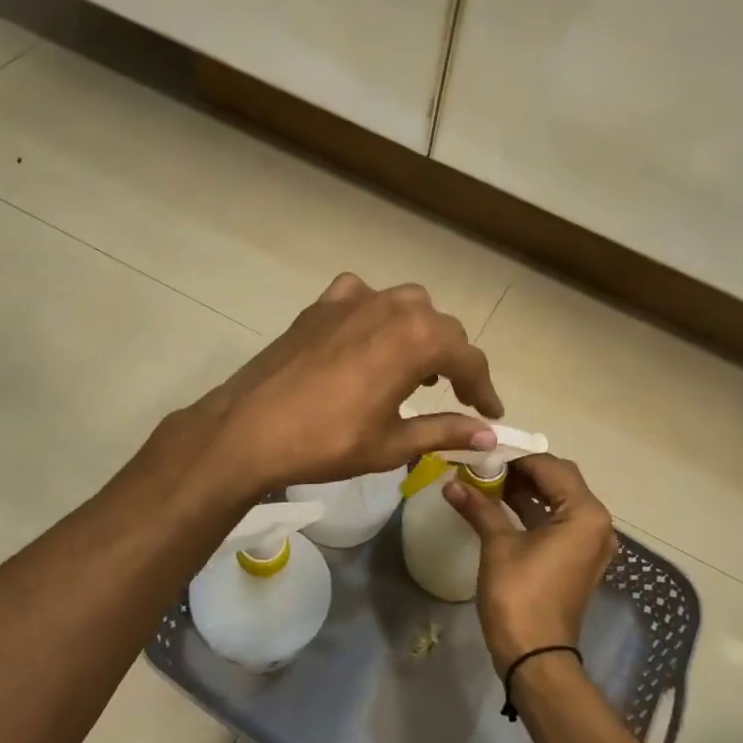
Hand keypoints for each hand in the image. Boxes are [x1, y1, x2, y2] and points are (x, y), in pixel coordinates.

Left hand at [196, 274, 503, 494]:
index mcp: (418, 339)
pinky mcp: (322, 304)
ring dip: (420, 334)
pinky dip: (377, 316)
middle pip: (441, 328)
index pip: (468, 359)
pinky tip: (367, 340)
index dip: (484, 388)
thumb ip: (446, 431)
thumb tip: (489, 434)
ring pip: (406, 306)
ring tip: (415, 370)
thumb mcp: (394, 443)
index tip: (492, 412)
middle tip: (458, 395)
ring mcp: (354, 299)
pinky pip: (363, 298)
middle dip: (455, 361)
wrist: (250, 428)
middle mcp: (393, 306)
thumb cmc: (328, 441)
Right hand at [443, 455, 617, 677]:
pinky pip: (557, 523)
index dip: (516, 457)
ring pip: (558, 501)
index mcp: (585, 513)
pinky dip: (533, 512)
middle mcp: (596, 523)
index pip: (551, 467)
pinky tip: (500, 507)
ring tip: (487, 482)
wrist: (535, 656)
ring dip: (526, 491)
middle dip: (522, 471)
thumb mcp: (498, 545)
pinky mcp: (577, 560)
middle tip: (485, 466)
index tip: (484, 451)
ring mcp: (589, 544)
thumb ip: (479, 507)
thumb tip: (451, 483)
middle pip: (559, 481)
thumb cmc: (520, 596)